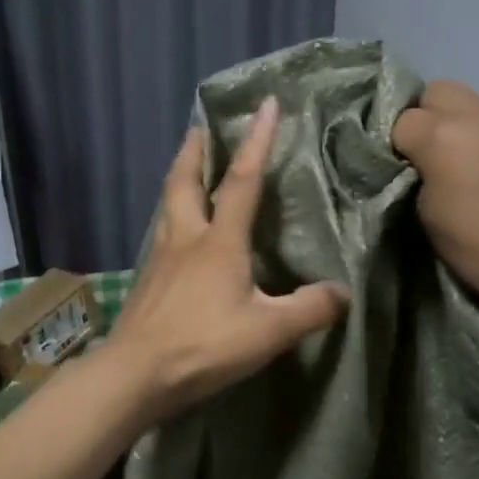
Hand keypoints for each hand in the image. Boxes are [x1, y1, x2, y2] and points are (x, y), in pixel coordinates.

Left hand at [108, 96, 349, 420]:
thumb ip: (310, 310)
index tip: (266, 104)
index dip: (257, 141)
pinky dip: (172, 216)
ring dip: (179, 179)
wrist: (136, 373)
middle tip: (200, 127)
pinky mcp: (147, 281)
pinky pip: (162, 234)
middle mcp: (186, 239)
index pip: (242, 180)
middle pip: (185, 181)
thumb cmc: (203, 345)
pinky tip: (178, 232)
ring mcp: (160, 259)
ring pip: (168, 205)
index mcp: (219, 242)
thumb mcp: (269, 331)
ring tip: (188, 170)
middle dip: (195, 150)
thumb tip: (342, 294)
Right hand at [390, 81, 478, 303]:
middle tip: (441, 150)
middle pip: (439, 91)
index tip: (410, 165)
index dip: (402, 144)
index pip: (403, 120)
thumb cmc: (474, 244)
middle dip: (432, 116)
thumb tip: (427, 155)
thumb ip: (422, 168)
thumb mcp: (426, 209)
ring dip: (474, 124)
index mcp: (441, 136)